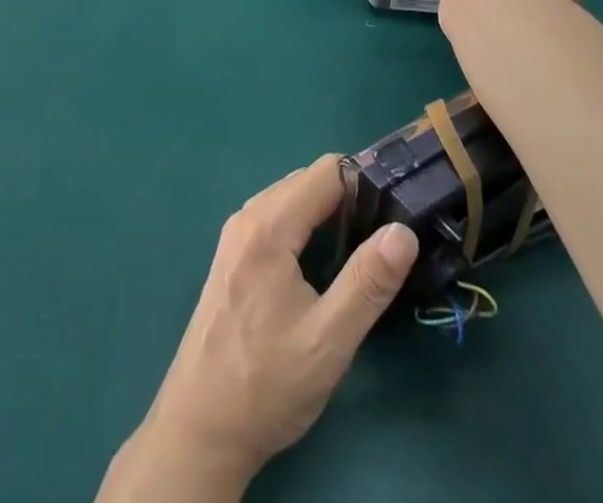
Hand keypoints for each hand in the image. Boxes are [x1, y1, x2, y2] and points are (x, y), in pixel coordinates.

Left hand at [98, 157, 418, 500]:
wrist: (200, 430)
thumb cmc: (266, 385)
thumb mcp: (328, 340)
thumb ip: (368, 282)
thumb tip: (403, 232)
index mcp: (269, 226)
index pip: (327, 171)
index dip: (365, 184)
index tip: (393, 212)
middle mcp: (248, 217)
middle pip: (308, 180)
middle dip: (347, 198)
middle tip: (379, 239)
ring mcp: (235, 235)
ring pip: (291, 198)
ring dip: (325, 213)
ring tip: (356, 254)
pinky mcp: (232, 256)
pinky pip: (276, 218)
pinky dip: (303, 226)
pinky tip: (319, 267)